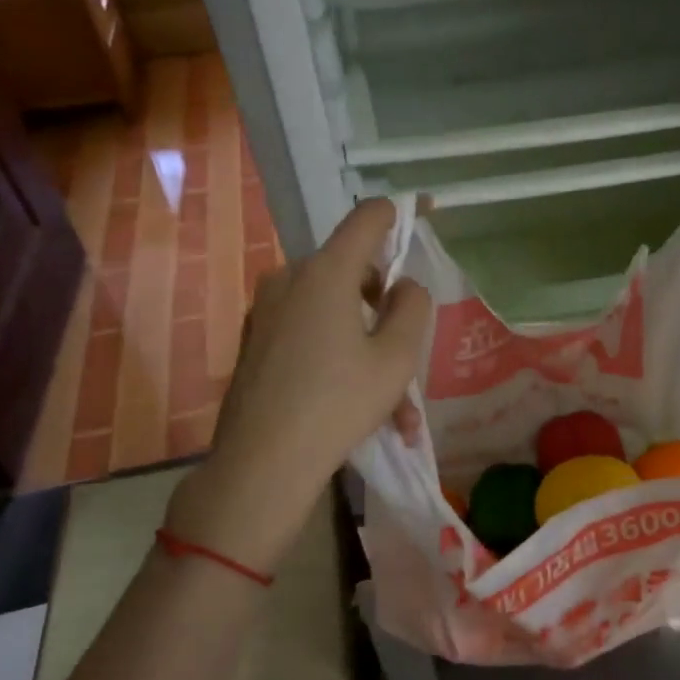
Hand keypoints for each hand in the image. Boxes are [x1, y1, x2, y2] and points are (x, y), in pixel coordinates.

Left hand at [166, 199, 427, 568]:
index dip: (399, 215)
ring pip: (334, 315)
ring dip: (369, 351)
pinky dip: (339, 362)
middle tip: (409, 356)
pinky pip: (310, 337)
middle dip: (386, 311)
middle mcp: (290, 280)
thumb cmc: (338, 404)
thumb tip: (405, 286)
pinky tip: (361, 412)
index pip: (367, 219)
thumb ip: (413, 308)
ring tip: (396, 411)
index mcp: (325, 273)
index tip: (423, 217)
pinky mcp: (257, 342)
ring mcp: (267, 311)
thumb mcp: (397, 357)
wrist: (261, 464)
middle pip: (352, 273)